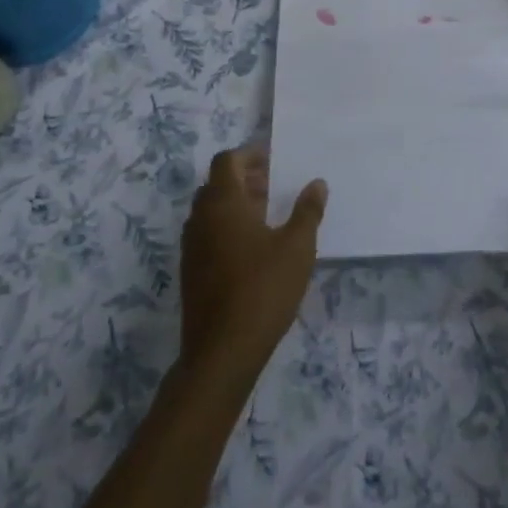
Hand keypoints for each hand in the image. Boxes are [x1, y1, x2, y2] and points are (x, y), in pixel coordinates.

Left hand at [179, 147, 325, 383]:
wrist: (222, 352)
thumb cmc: (263, 289)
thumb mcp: (297, 247)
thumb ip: (308, 211)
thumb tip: (317, 183)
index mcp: (222, 203)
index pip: (227, 161)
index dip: (249, 154)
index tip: (274, 160)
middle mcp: (200, 219)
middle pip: (217, 184)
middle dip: (244, 179)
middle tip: (273, 186)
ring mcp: (191, 247)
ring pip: (210, 211)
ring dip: (235, 205)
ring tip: (267, 216)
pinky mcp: (191, 273)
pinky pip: (207, 235)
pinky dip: (227, 228)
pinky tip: (253, 249)